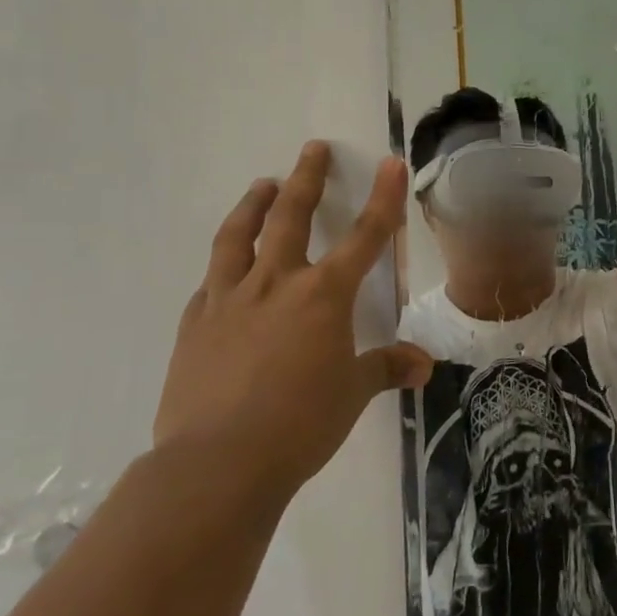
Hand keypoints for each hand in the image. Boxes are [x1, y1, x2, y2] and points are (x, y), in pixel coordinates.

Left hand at [154, 141, 434, 499]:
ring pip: (238, 238)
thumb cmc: (300, 424)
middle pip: (291, 217)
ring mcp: (228, 301)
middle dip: (307, 179)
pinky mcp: (194, 327)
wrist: (217, 465)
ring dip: (253, 206)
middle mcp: (276, 284)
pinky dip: (224, 267)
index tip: (389, 163)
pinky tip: (225, 270)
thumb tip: (422, 365)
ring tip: (261, 185)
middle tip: (312, 149)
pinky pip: (210, 283)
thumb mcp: (353, 394)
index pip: (364, 236)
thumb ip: (386, 368)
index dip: (382, 198)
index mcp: (323, 295)